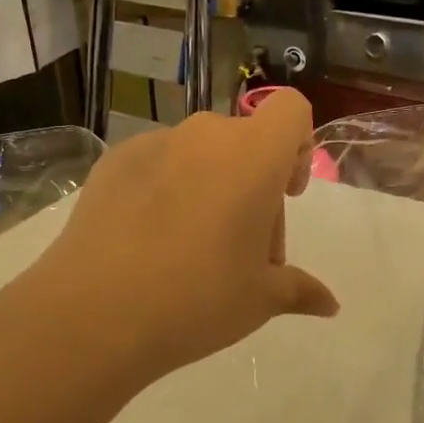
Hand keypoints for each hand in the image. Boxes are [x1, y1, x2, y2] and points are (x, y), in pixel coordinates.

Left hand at [21, 89, 338, 391]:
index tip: (284, 193)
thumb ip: (300, 290)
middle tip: (241, 251)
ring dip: (209, 188)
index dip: (297, 144)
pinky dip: (165, 190)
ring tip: (189, 250)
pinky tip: (147, 242)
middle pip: (245, 143)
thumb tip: (330, 305)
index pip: (290, 109)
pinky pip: (157, 165)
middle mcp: (204, 135)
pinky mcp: (112, 161)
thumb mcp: (260, 300)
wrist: (93, 312)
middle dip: (253, 186)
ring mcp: (153, 144)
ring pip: (200, 155)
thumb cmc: (197, 299)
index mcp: (252, 154)